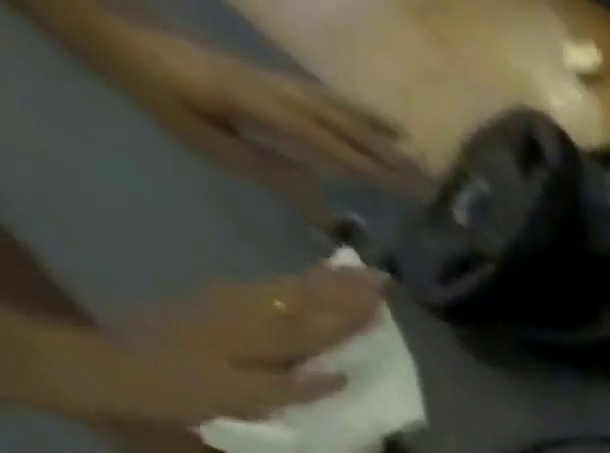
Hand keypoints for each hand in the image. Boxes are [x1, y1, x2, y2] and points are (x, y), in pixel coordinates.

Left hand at [102, 20, 408, 193]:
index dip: (363, 166)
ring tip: (408, 144)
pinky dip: (351, 109)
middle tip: (421, 176)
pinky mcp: (270, 79)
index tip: (401, 189)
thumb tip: (315, 186)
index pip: (323, 142)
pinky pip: (320, 96)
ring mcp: (274, 81)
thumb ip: (261, 163)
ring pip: (334, 106)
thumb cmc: (161, 95)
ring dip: (374, 127)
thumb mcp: (205, 139)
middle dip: (381, 150)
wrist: (120, 40)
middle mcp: (275, 91)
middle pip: (338, 124)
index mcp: (259, 107)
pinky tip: (369, 120)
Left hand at [141, 268, 386, 369]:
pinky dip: (295, 284)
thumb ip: (293, 388)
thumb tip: (343, 377)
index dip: (354, 312)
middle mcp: (253, 315)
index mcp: (263, 340)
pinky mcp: (221, 306)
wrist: (117, 370)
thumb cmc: (184, 392)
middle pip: (306, 298)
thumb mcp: (240, 398)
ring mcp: (234, 306)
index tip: (384, 295)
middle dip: (343, 288)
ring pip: (289, 290)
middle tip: (379, 276)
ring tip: (352, 272)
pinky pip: (270, 291)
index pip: (320, 324)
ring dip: (323, 281)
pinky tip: (307, 282)